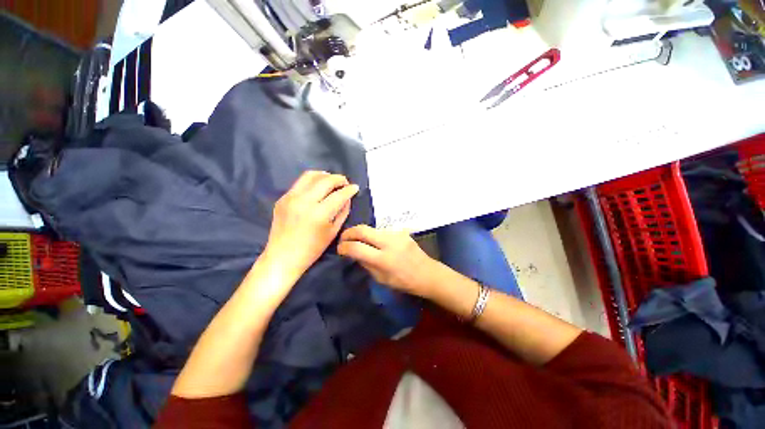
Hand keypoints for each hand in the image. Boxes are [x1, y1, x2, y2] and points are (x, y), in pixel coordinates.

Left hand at [263, 171, 358, 277]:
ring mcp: (291, 197)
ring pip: (310, 175)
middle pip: (325, 180)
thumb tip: (347, 198)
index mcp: (319, 214)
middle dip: (339, 179)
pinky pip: (300, 183)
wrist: (282, 257)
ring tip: (332, 181)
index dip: (350, 189)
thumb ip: (343, 212)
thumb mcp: (333, 232)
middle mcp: (304, 201)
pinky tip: (317, 188)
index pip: (339, 195)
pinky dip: (312, 182)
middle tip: (345, 183)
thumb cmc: (312, 249)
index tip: (355, 187)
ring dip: (325, 175)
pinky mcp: (282, 198)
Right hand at [337, 225, 440, 297]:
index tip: (340, 249)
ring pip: (372, 229)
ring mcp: (396, 234)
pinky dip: (374, 236)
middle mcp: (389, 242)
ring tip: (358, 241)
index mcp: (384, 259)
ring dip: (361, 234)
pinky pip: (382, 231)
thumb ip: (366, 264)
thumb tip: (353, 253)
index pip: (357, 248)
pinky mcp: (401, 231)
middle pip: (363, 230)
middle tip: (343, 238)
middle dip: (349, 232)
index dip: (344, 247)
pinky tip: (374, 242)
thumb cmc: (404, 282)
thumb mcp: (382, 279)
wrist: (427, 273)